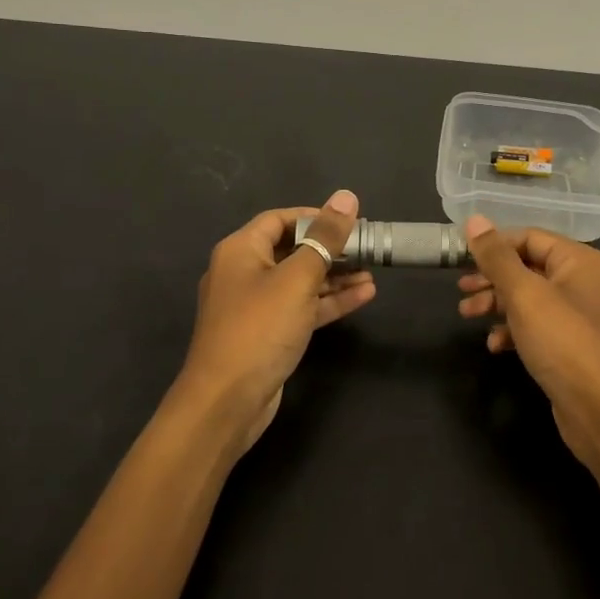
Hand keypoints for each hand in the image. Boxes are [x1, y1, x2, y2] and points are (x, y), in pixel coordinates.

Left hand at [171, 190, 373, 455]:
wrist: (226, 401)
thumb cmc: (259, 329)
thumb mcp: (297, 278)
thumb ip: (325, 238)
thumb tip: (346, 196)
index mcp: (240, 250)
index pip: (280, 219)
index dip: (315, 216)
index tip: (351, 221)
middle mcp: (244, 272)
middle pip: (292, 249)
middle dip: (330, 248)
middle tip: (368, 247)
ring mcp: (255, 306)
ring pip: (300, 281)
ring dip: (334, 276)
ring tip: (373, 272)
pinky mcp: (268, 333)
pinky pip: (301, 307)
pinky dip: (328, 301)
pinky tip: (363, 296)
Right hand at [458, 215, 599, 471]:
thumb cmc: (565, 343)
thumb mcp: (525, 295)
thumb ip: (497, 257)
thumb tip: (474, 220)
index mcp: (579, 260)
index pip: (529, 237)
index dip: (493, 246)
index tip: (459, 259)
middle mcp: (582, 282)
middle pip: (527, 267)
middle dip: (491, 278)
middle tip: (461, 291)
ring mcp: (577, 316)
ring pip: (528, 298)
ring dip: (496, 304)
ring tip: (467, 316)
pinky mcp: (570, 347)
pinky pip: (535, 327)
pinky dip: (512, 331)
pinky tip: (495, 346)